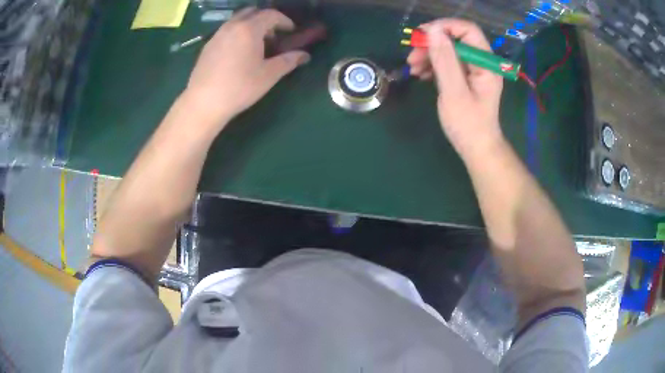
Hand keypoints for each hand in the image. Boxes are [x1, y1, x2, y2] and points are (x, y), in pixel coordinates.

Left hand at [184, 8, 309, 129]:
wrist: (204, 102)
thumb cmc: (240, 87)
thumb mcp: (269, 75)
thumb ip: (288, 61)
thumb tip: (305, 55)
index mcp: (249, 29)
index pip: (271, 14)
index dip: (284, 21)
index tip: (291, 32)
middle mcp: (232, 26)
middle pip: (252, 12)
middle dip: (266, 19)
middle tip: (273, 36)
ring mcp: (217, 35)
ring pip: (237, 20)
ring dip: (250, 25)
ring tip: (255, 45)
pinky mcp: (207, 46)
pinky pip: (226, 30)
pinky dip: (237, 33)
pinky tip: (238, 53)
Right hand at [407, 19, 503, 160]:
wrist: (477, 149)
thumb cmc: (468, 125)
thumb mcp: (454, 92)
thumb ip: (444, 60)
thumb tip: (432, 31)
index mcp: (485, 63)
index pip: (467, 30)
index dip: (444, 27)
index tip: (422, 36)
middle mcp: (481, 62)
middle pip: (455, 39)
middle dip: (432, 44)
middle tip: (411, 55)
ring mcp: (473, 70)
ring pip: (449, 50)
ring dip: (429, 55)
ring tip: (412, 68)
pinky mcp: (466, 78)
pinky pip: (448, 63)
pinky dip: (433, 65)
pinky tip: (421, 74)